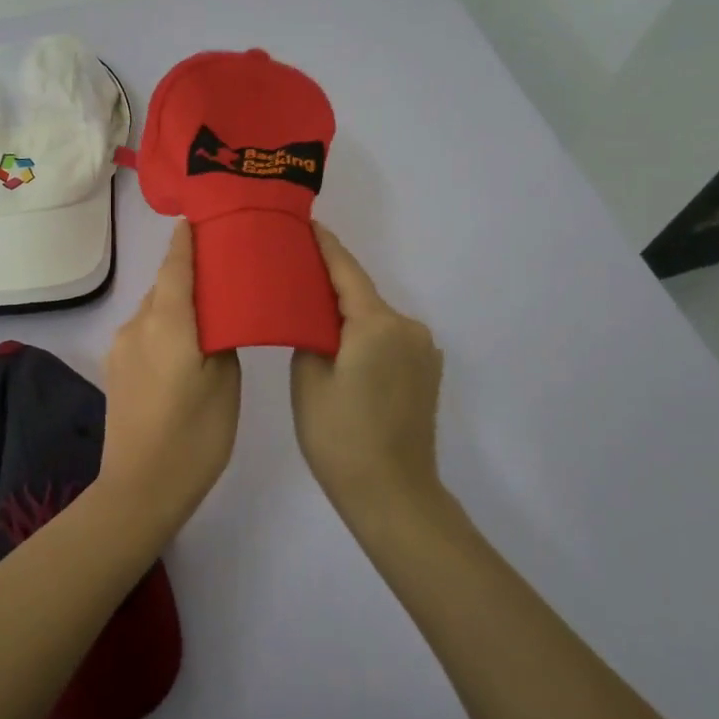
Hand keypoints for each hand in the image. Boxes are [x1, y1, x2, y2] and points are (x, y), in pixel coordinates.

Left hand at [99, 221, 241, 531]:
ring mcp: (121, 347)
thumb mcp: (225, 384)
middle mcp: (137, 325)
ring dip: (176, 301)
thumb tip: (214, 321)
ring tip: (209, 306)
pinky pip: (144, 330)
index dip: (185, 240)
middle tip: (222, 265)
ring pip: (154, 309)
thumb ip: (221, 339)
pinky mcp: (116, 367)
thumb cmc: (194, 437)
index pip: (175, 266)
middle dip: (187, 270)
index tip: (197, 217)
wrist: (139, 489)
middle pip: (163, 285)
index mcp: (167, 323)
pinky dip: (165, 324)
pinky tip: (185, 341)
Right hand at [291, 224, 445, 520]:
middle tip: (292, 274)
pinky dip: (364, 335)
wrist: (393, 494)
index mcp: (377, 323)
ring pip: (374, 319)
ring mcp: (423, 351)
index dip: (324, 246)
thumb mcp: (309, 378)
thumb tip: (315, 318)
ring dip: (347, 314)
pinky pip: (388, 340)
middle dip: (329, 284)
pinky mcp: (426, 372)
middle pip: (361, 294)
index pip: (346, 271)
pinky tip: (341, 347)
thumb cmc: (340, 436)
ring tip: (310, 314)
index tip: (306, 224)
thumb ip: (310, 333)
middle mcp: (408, 327)